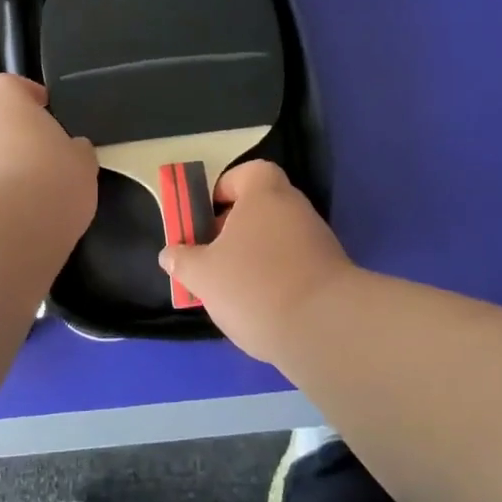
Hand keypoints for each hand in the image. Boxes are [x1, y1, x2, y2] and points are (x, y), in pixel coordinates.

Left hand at [0, 75, 97, 241]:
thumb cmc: (46, 183)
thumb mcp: (81, 166)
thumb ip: (75, 152)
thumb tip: (72, 150)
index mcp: (4, 104)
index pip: (10, 86)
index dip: (28, 96)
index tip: (45, 110)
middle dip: (13, 143)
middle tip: (42, 167)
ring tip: (24, 205)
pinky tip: (4, 228)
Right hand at [159, 160, 355, 364]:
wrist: (325, 329)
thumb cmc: (255, 285)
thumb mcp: (203, 274)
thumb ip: (183, 261)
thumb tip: (170, 254)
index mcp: (265, 194)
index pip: (247, 173)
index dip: (224, 190)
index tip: (205, 218)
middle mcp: (295, 208)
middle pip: (260, 208)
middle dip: (233, 230)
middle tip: (210, 257)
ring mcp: (318, 240)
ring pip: (276, 240)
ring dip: (254, 257)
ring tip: (231, 290)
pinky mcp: (331, 273)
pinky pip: (293, 265)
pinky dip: (276, 279)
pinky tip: (260, 308)